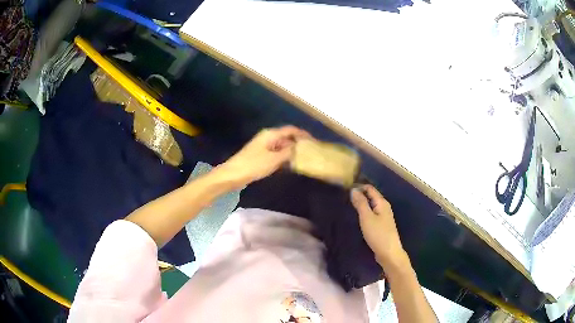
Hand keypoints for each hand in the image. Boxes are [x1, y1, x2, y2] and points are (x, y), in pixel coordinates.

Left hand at [215, 126, 310, 188]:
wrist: (233, 174)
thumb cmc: (253, 165)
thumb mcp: (274, 159)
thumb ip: (288, 152)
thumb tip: (299, 148)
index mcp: (271, 134)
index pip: (291, 130)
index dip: (303, 134)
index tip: (314, 141)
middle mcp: (268, 137)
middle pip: (286, 137)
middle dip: (298, 144)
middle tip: (310, 152)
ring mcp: (263, 146)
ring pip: (281, 146)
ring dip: (291, 151)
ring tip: (303, 159)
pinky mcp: (260, 155)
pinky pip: (276, 153)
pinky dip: (283, 157)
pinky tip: (289, 165)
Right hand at [351, 185, 405, 265]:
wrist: (389, 253)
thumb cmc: (378, 234)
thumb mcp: (367, 217)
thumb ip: (361, 203)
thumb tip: (353, 190)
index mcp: (382, 202)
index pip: (370, 188)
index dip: (358, 187)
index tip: (345, 190)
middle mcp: (384, 207)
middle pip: (371, 196)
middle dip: (359, 195)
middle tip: (344, 198)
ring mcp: (384, 216)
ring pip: (371, 205)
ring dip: (361, 204)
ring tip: (348, 206)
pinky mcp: (381, 225)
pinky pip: (372, 214)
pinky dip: (364, 213)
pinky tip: (357, 218)